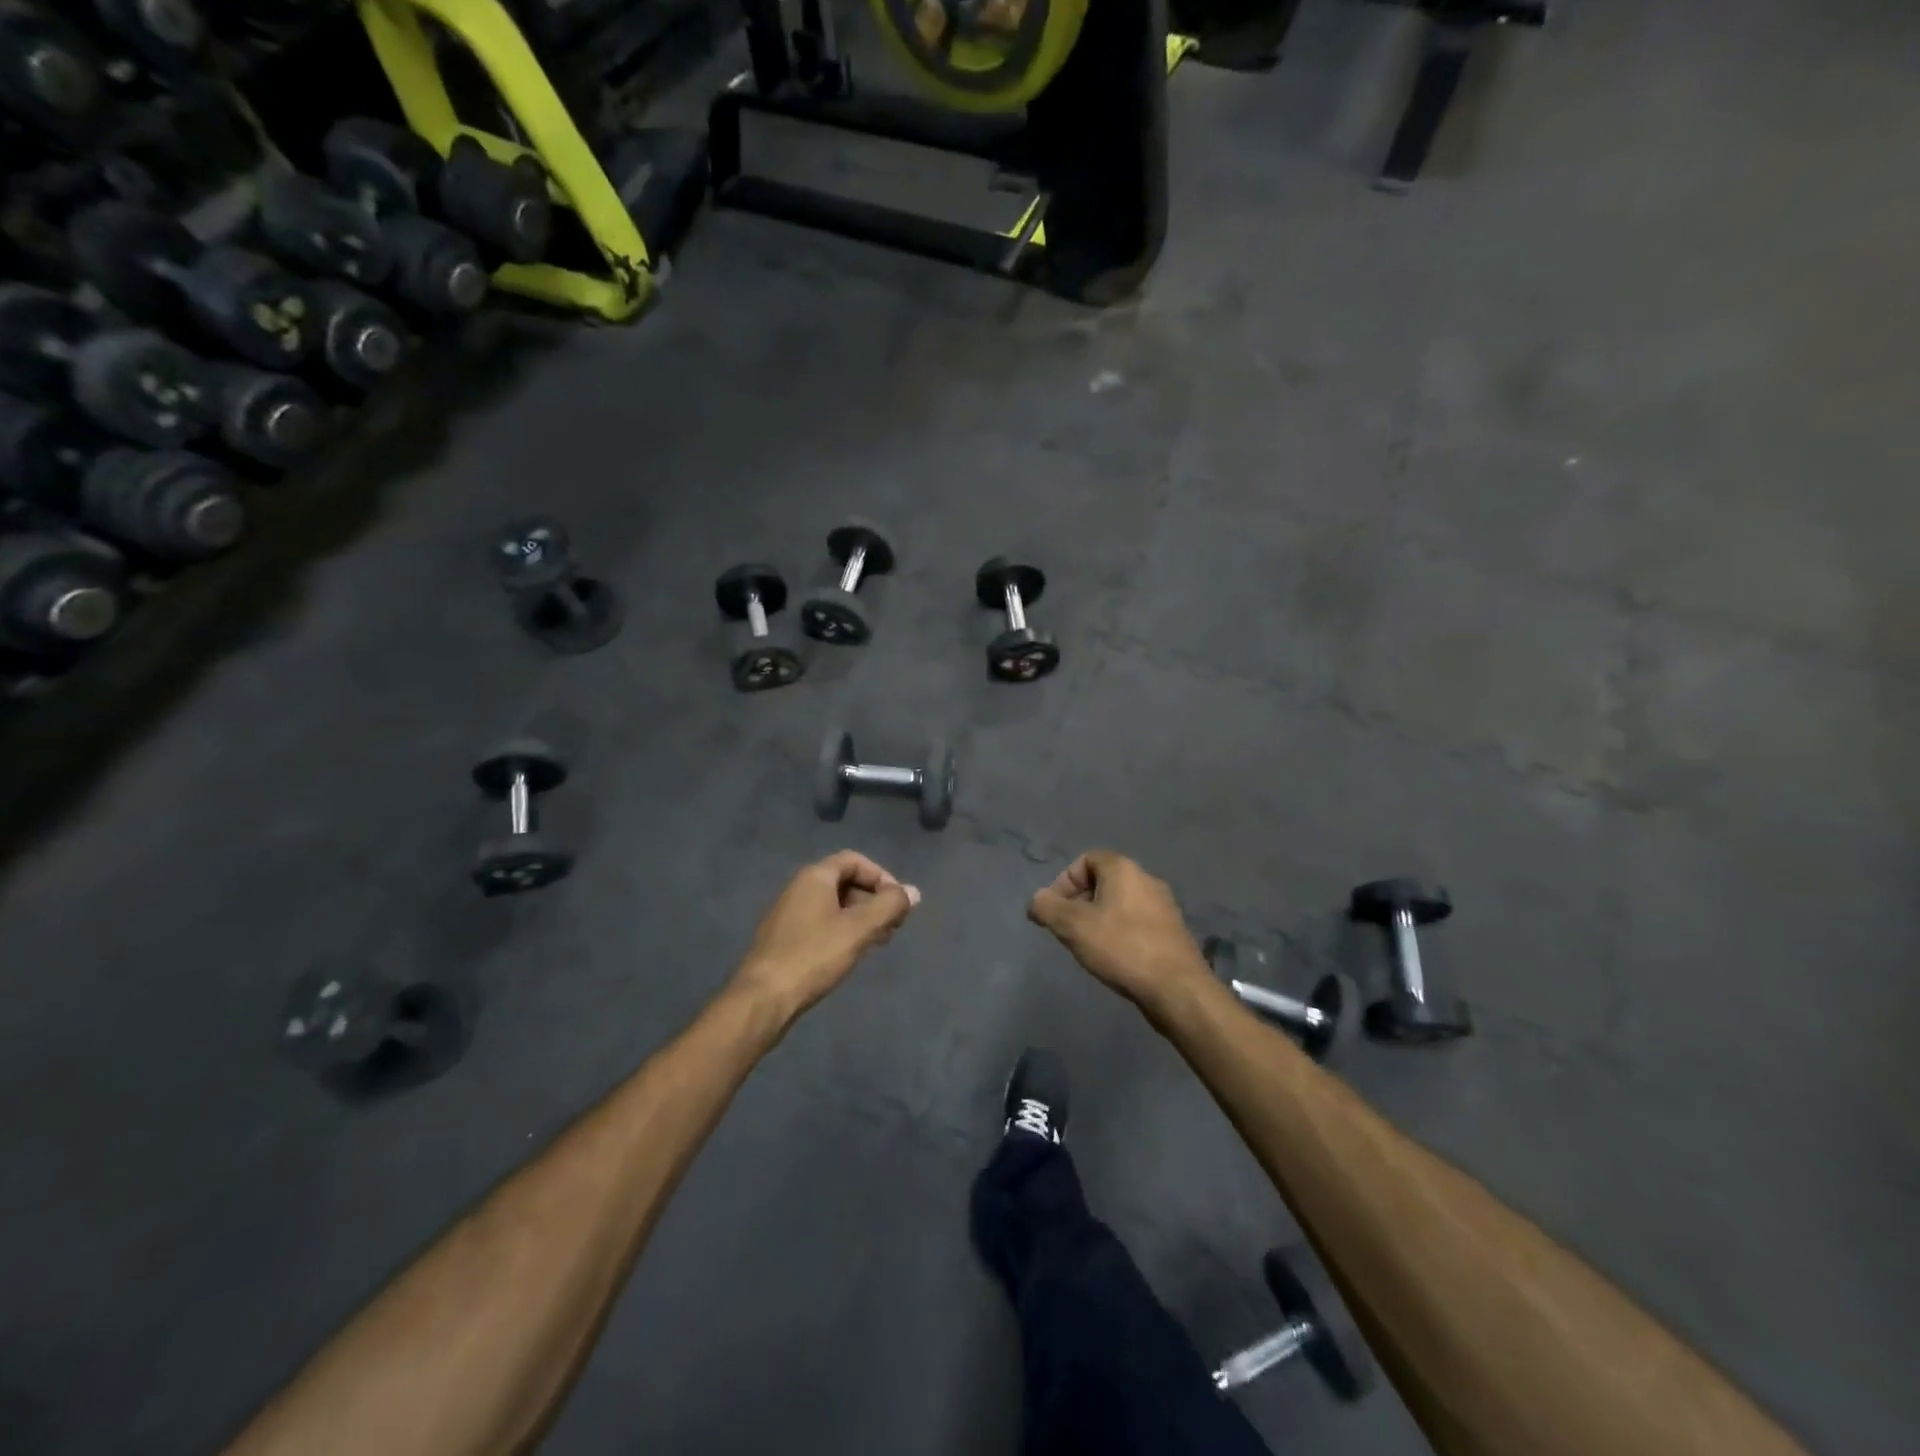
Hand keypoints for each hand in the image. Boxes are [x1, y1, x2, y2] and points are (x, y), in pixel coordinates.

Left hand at [730, 851, 919, 1024]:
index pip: (854, 860)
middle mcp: (799, 887)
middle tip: (893, 925)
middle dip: (873, 899)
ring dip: (860, 917)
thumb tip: (913, 892)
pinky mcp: (784, 938)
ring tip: (878, 941)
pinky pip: (820, 922)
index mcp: (815, 877)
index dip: (881, 876)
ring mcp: (788, 913)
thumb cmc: (814, 955)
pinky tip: (851, 953)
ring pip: (833, 904)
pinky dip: (842, 929)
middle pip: (844, 881)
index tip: (898, 902)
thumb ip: (889, 906)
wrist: (763, 998)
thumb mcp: (859, 929)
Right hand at [1028, 850, 1210, 1014]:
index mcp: (1124, 869)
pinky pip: (1136, 922)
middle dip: (1079, 902)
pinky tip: (1114, 958)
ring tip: (1088, 946)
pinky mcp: (1172, 931)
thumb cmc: (1122, 948)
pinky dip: (1119, 932)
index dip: (1065, 881)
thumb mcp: (1073, 926)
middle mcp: (1147, 879)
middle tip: (1067, 929)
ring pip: (1120, 903)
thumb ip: (1047, 908)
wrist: (1177, 988)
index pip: (1087, 859)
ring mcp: (1164, 906)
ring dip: (1099, 919)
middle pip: (1103, 881)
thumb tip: (1036, 900)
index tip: (1055, 909)